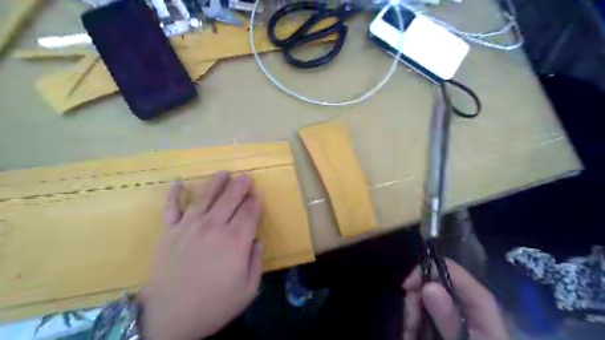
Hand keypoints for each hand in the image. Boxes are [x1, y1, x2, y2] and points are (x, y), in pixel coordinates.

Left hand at [142, 171, 264, 339]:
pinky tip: (177, 182)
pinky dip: (173, 194)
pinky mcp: (169, 232)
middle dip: (240, 186)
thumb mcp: (247, 290)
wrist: (168, 319)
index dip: (255, 201)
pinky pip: (170, 207)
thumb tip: (258, 240)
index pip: (249, 212)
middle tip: (246, 177)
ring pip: (205, 197)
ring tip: (224, 173)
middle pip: (230, 199)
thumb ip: (257, 262)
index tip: (257, 195)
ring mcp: (189, 227)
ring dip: (216, 183)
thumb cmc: (213, 305)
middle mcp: (213, 227)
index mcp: (235, 241)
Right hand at [403, 259, 506, 338]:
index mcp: (477, 298)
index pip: (446, 266)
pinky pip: (424, 312)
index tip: (405, 289)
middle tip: (408, 328)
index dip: (423, 271)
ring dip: (411, 316)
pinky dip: (414, 324)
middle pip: (430, 282)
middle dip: (414, 302)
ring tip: (407, 336)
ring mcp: (456, 309)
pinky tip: (411, 336)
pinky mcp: (448, 320)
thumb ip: (450, 320)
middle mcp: (465, 298)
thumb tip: (428, 286)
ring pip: (423, 298)